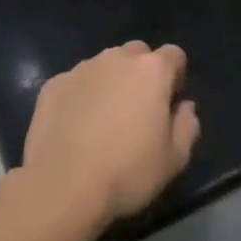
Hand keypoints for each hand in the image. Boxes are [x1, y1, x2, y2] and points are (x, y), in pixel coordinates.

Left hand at [22, 41, 199, 223]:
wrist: (62, 187)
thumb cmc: (127, 172)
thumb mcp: (175, 159)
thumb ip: (187, 125)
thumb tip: (184, 107)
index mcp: (152, 71)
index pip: (174, 55)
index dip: (175, 77)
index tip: (169, 104)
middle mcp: (117, 59)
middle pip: (137, 54)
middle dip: (142, 74)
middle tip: (137, 110)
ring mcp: (81, 69)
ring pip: (104, 65)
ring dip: (110, 82)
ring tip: (103, 119)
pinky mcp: (52, 85)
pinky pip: (76, 82)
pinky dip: (81, 96)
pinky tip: (76, 126)